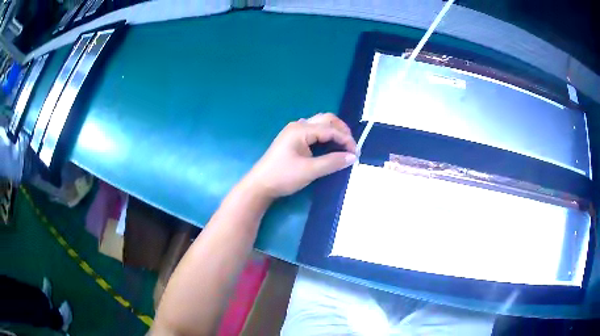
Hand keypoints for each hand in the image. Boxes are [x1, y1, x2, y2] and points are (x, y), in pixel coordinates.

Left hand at [245, 113, 356, 198]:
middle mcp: (298, 126)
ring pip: (320, 124)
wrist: (260, 185)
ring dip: (333, 132)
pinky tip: (329, 146)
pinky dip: (325, 136)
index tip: (355, 153)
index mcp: (301, 130)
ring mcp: (294, 131)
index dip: (345, 139)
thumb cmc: (283, 176)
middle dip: (341, 131)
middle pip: (326, 120)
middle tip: (351, 146)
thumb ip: (332, 162)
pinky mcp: (292, 139)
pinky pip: (313, 131)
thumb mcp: (310, 170)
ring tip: (343, 146)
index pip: (330, 129)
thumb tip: (352, 157)